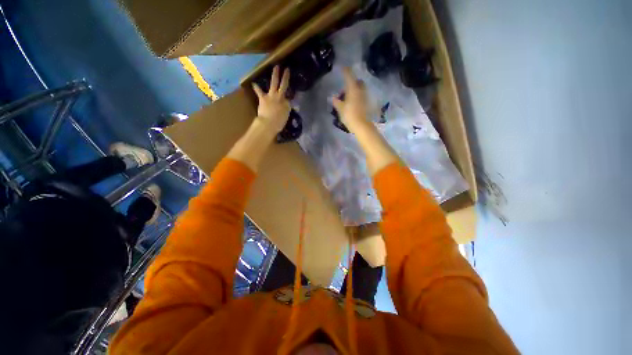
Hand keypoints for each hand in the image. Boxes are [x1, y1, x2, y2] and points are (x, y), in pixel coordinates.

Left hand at [252, 66, 290, 133]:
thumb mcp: (286, 117)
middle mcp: (280, 97)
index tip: (290, 99)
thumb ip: (287, 110)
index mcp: (287, 103)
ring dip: (275, 74)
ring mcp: (271, 96)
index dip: (290, 98)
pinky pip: (259, 91)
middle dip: (285, 77)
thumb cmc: (278, 123)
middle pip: (284, 85)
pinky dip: (256, 87)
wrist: (268, 123)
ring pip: (274, 83)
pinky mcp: (263, 98)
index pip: (289, 99)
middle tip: (287, 69)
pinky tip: (254, 83)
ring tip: (276, 67)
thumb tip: (289, 105)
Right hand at [331, 67, 370, 131]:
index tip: (343, 68)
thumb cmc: (349, 115)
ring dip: (356, 90)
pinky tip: (354, 103)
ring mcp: (365, 97)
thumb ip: (337, 102)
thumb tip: (333, 98)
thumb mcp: (340, 109)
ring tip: (348, 98)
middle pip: (358, 82)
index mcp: (353, 89)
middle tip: (346, 89)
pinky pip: (362, 96)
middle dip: (353, 82)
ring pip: (361, 89)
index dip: (346, 71)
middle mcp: (361, 91)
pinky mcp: (368, 103)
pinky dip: (358, 97)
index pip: (349, 76)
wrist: (361, 125)